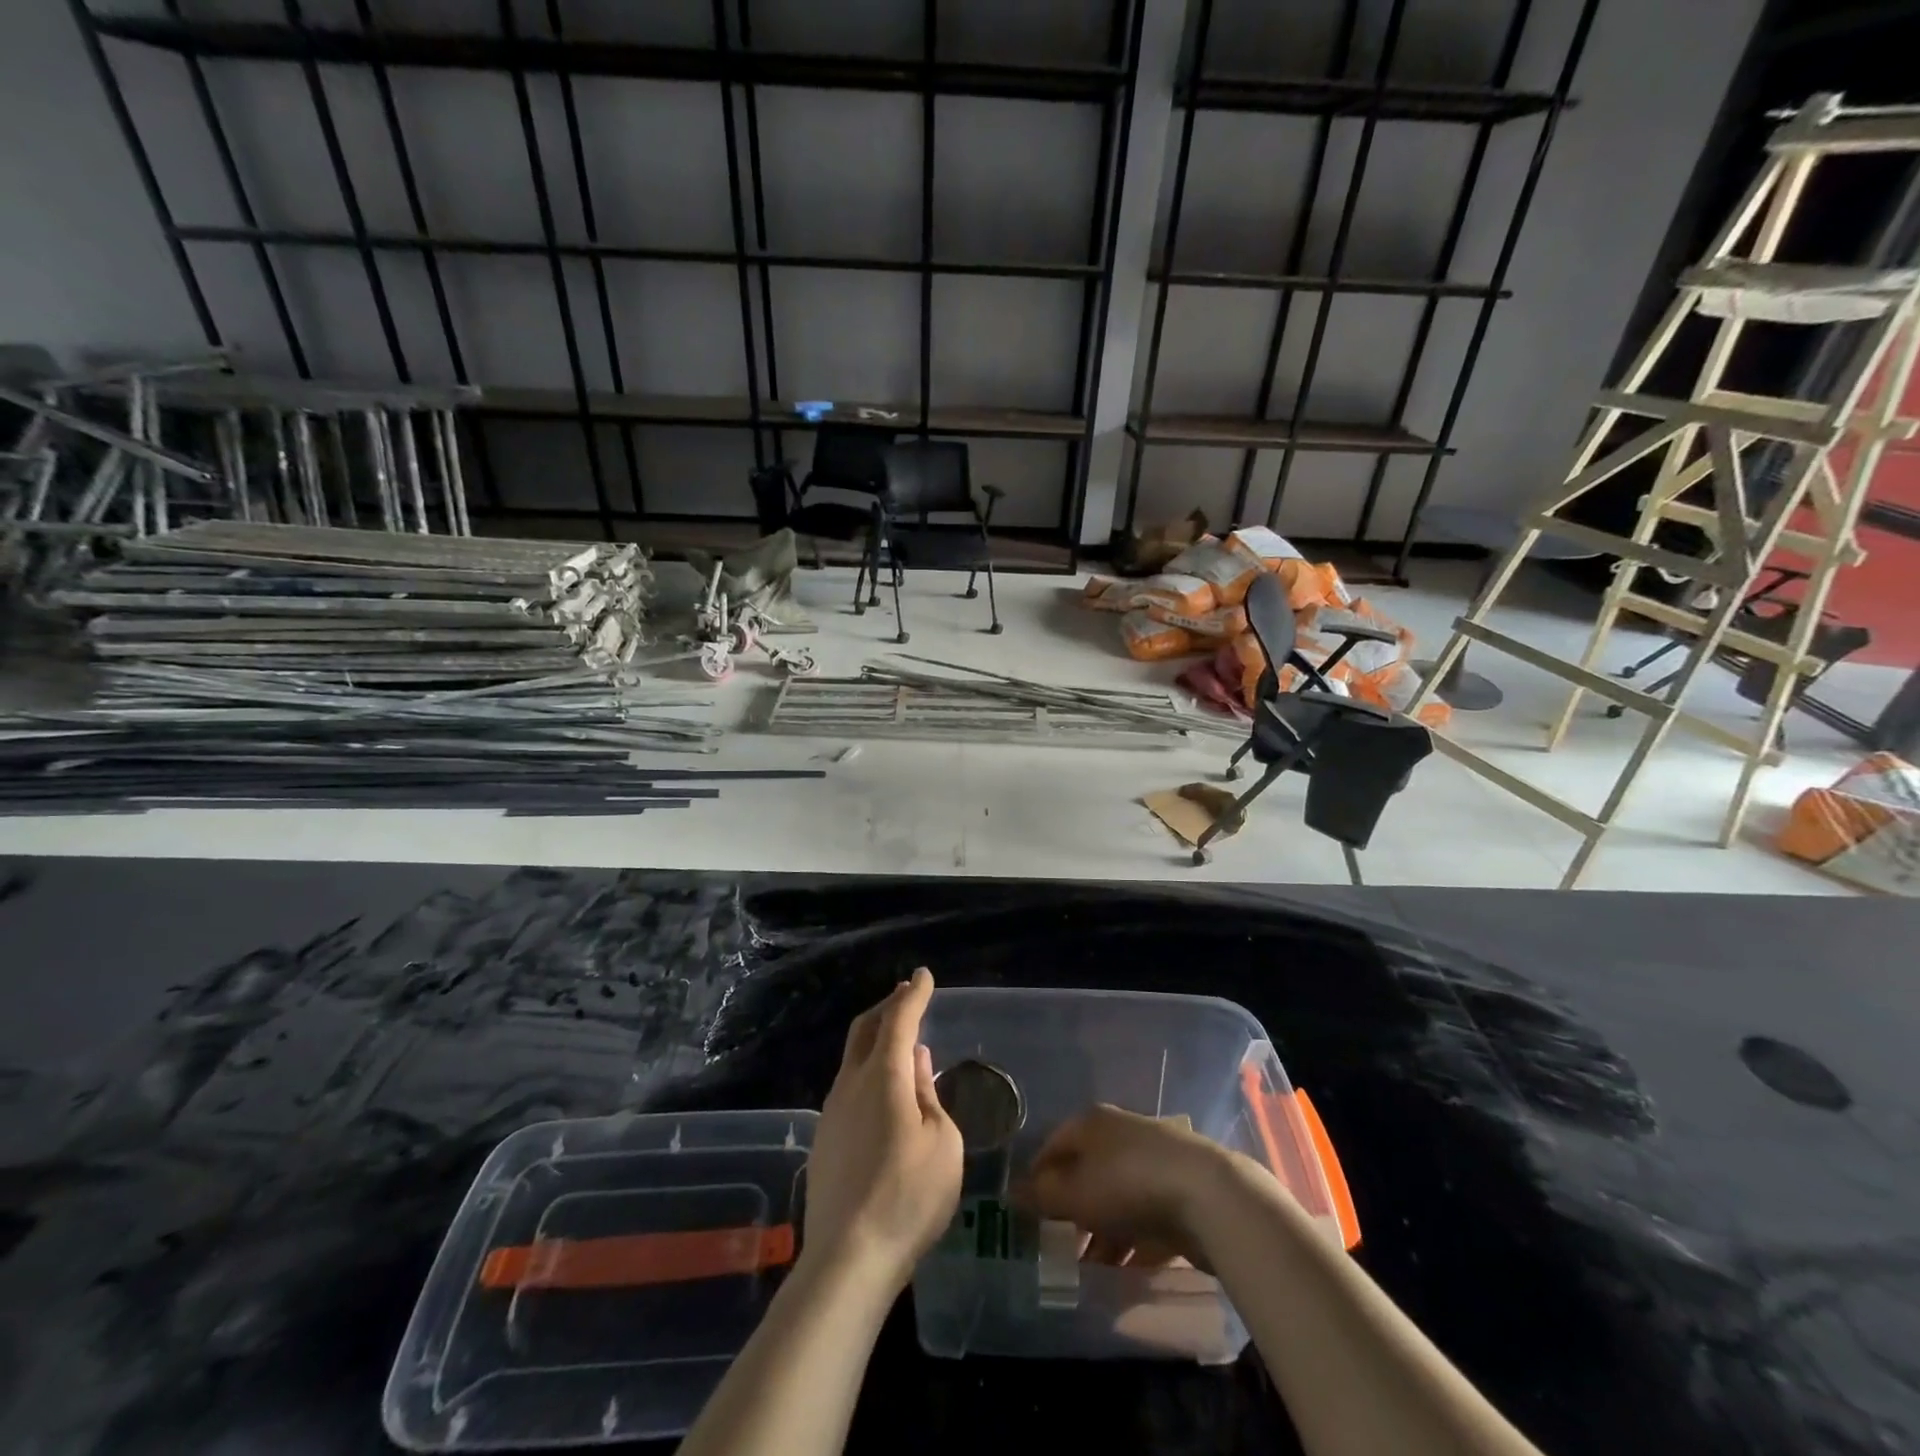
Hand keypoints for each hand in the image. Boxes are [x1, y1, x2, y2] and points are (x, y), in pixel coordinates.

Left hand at [802, 968, 962, 1294]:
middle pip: (866, 1029)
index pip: (899, 1019)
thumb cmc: (908, 1197)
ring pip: (853, 1057)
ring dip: (876, 1038)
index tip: (924, 976)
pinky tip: (882, 1089)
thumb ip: (928, 1095)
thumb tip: (915, 1060)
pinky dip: (868, 1069)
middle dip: (888, 1006)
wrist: (848, 1258)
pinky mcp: (824, 1139)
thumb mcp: (942, 1143)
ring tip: (898, 1037)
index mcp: (884, 1076)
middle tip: (906, 994)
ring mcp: (832, 1111)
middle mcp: (851, 1083)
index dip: (913, 995)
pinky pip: (848, 1086)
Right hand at [1020, 1104, 1244, 1268]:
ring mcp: (1154, 1160)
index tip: (1029, 1214)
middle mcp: (1121, 1133)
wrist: (1208, 1195)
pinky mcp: (1180, 1190)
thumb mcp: (1074, 1193)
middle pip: (1087, 1171)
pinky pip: (1147, 1216)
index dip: (1038, 1178)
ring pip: (1117, 1197)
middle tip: (1060, 1247)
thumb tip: (1011, 1194)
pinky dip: (1134, 1241)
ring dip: (1103, 1232)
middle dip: (1072, 1210)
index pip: (1054, 1145)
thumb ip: (1042, 1196)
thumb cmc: (1127, 1185)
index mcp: (1092, 1123)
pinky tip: (1127, 1271)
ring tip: (1091, 1271)